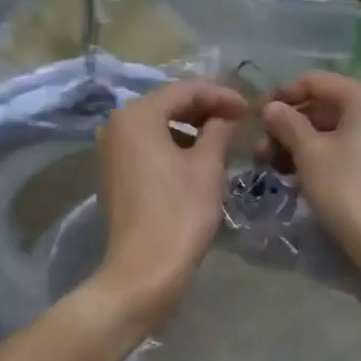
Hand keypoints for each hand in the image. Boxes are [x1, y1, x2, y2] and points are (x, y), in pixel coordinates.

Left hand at [91, 79, 246, 328]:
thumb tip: (226, 115)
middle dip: (205, 108)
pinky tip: (198, 155)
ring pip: (158, 124)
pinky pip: (148, 143)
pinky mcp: (115, 171)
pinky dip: (174, 143)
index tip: (249, 108)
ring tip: (223, 136)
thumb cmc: (179, 213)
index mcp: (137, 115)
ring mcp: (112, 148)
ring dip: (190, 126)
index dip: (220, 95)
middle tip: (239, 119)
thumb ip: (219, 130)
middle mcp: (117, 124)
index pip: (185, 90)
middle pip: (168, 103)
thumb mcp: (207, 166)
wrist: (144, 271)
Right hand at [258, 71, 360, 264]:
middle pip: (325, 106)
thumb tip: (272, 107)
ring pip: (333, 130)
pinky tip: (297, 177)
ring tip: (272, 167)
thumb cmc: (347, 188)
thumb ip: (287, 124)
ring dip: (299, 144)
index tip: (257, 117)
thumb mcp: (309, 153)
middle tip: (260, 151)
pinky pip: (346, 149)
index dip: (283, 94)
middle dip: (288, 125)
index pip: (315, 81)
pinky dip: (320, 157)